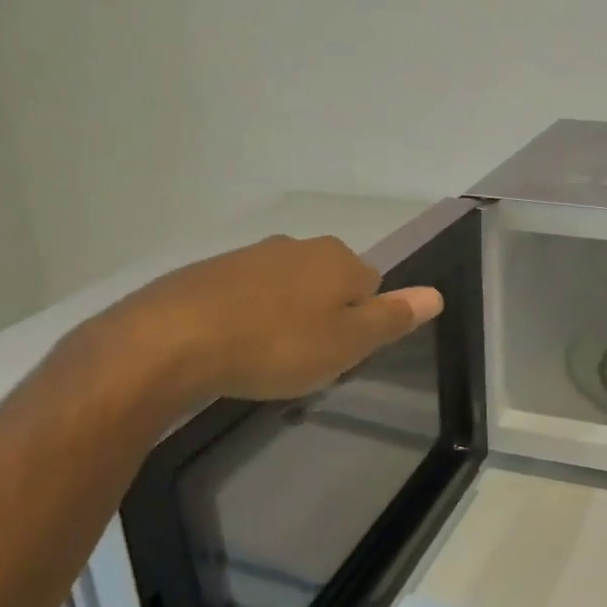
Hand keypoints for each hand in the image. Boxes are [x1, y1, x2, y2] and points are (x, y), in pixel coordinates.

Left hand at [109, 235, 443, 403]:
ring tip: (265, 358)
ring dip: (285, 316)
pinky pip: (247, 294)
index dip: (360, 323)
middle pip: (329, 283)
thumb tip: (436, 294)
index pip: (372, 286)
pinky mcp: (211, 271)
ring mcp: (252, 255)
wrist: (170, 340)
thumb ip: (393, 317)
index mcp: (339, 260)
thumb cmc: (275, 345)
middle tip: (304, 359)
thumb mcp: (346, 343)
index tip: (337, 354)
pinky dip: (247, 316)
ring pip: (287, 288)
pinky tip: (231, 346)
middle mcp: (299, 246)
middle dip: (323, 316)